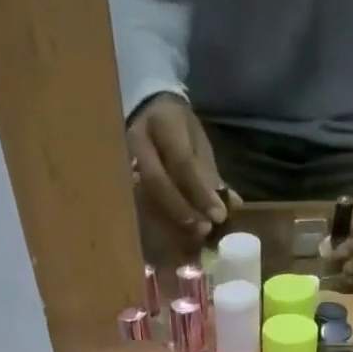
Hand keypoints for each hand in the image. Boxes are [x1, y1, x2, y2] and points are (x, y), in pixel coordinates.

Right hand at [127, 93, 229, 240]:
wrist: (146, 110)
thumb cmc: (178, 129)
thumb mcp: (196, 142)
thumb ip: (209, 173)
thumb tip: (233, 203)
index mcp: (162, 123)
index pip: (182, 163)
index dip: (200, 192)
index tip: (219, 216)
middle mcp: (137, 141)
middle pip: (157, 183)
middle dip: (182, 211)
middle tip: (204, 230)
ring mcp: (122, 160)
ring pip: (144, 198)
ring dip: (170, 222)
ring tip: (192, 241)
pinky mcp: (119, 179)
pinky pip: (138, 207)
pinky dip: (158, 225)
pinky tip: (175, 240)